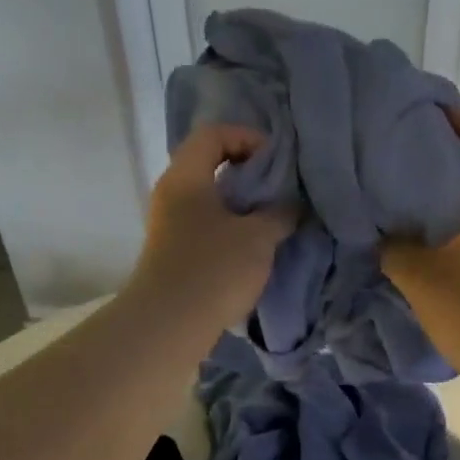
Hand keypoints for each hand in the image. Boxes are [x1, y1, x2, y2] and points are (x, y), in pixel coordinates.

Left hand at [132, 124, 293, 329]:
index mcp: (186, 176)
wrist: (168, 326)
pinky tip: (252, 246)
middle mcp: (171, 193)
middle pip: (209, 163)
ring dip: (240, 203)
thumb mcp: (258, 238)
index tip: (277, 162)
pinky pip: (204, 223)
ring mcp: (168, 224)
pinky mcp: (173, 251)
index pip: (213, 134)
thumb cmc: (213, 270)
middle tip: (279, 190)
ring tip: (271, 219)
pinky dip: (229, 225)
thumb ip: (280, 213)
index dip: (248, 138)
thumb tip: (292, 204)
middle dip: (248, 172)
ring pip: (208, 197)